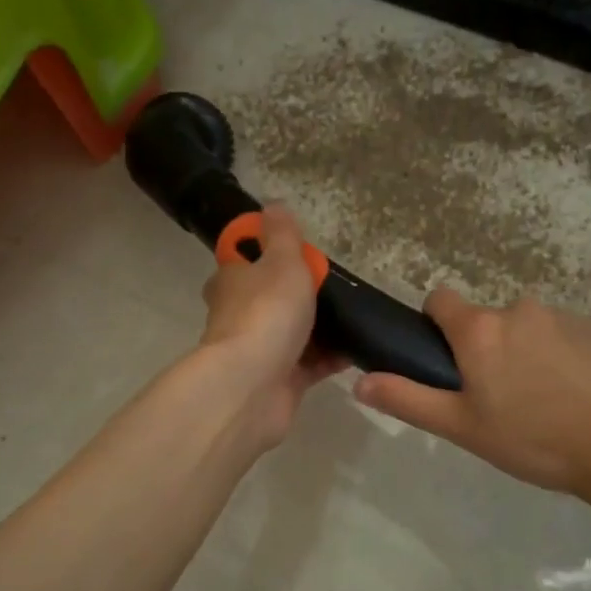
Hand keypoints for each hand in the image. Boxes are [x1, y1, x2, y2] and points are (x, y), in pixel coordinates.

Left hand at [194, 205, 345, 446]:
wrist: (253, 386)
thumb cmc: (267, 312)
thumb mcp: (282, 261)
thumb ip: (282, 235)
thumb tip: (272, 204)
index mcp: (232, 281)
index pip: (242, 259)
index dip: (265, 252)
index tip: (297, 251)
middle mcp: (239, 315)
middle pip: (269, 297)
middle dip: (297, 293)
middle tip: (335, 286)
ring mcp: (259, 351)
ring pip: (291, 332)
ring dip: (318, 328)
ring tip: (355, 316)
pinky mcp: (279, 382)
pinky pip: (310, 365)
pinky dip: (331, 358)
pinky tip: (358, 349)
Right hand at [353, 289, 590, 500]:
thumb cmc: (533, 438)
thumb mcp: (461, 427)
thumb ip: (408, 400)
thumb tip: (360, 382)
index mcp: (480, 330)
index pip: (441, 299)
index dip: (436, 323)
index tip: (447, 358)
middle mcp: (520, 309)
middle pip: (489, 321)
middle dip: (488, 349)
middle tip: (501, 399)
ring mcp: (566, 316)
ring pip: (531, 329)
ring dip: (529, 354)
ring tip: (547, 404)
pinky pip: (570, 337)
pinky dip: (567, 359)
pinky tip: (581, 399)